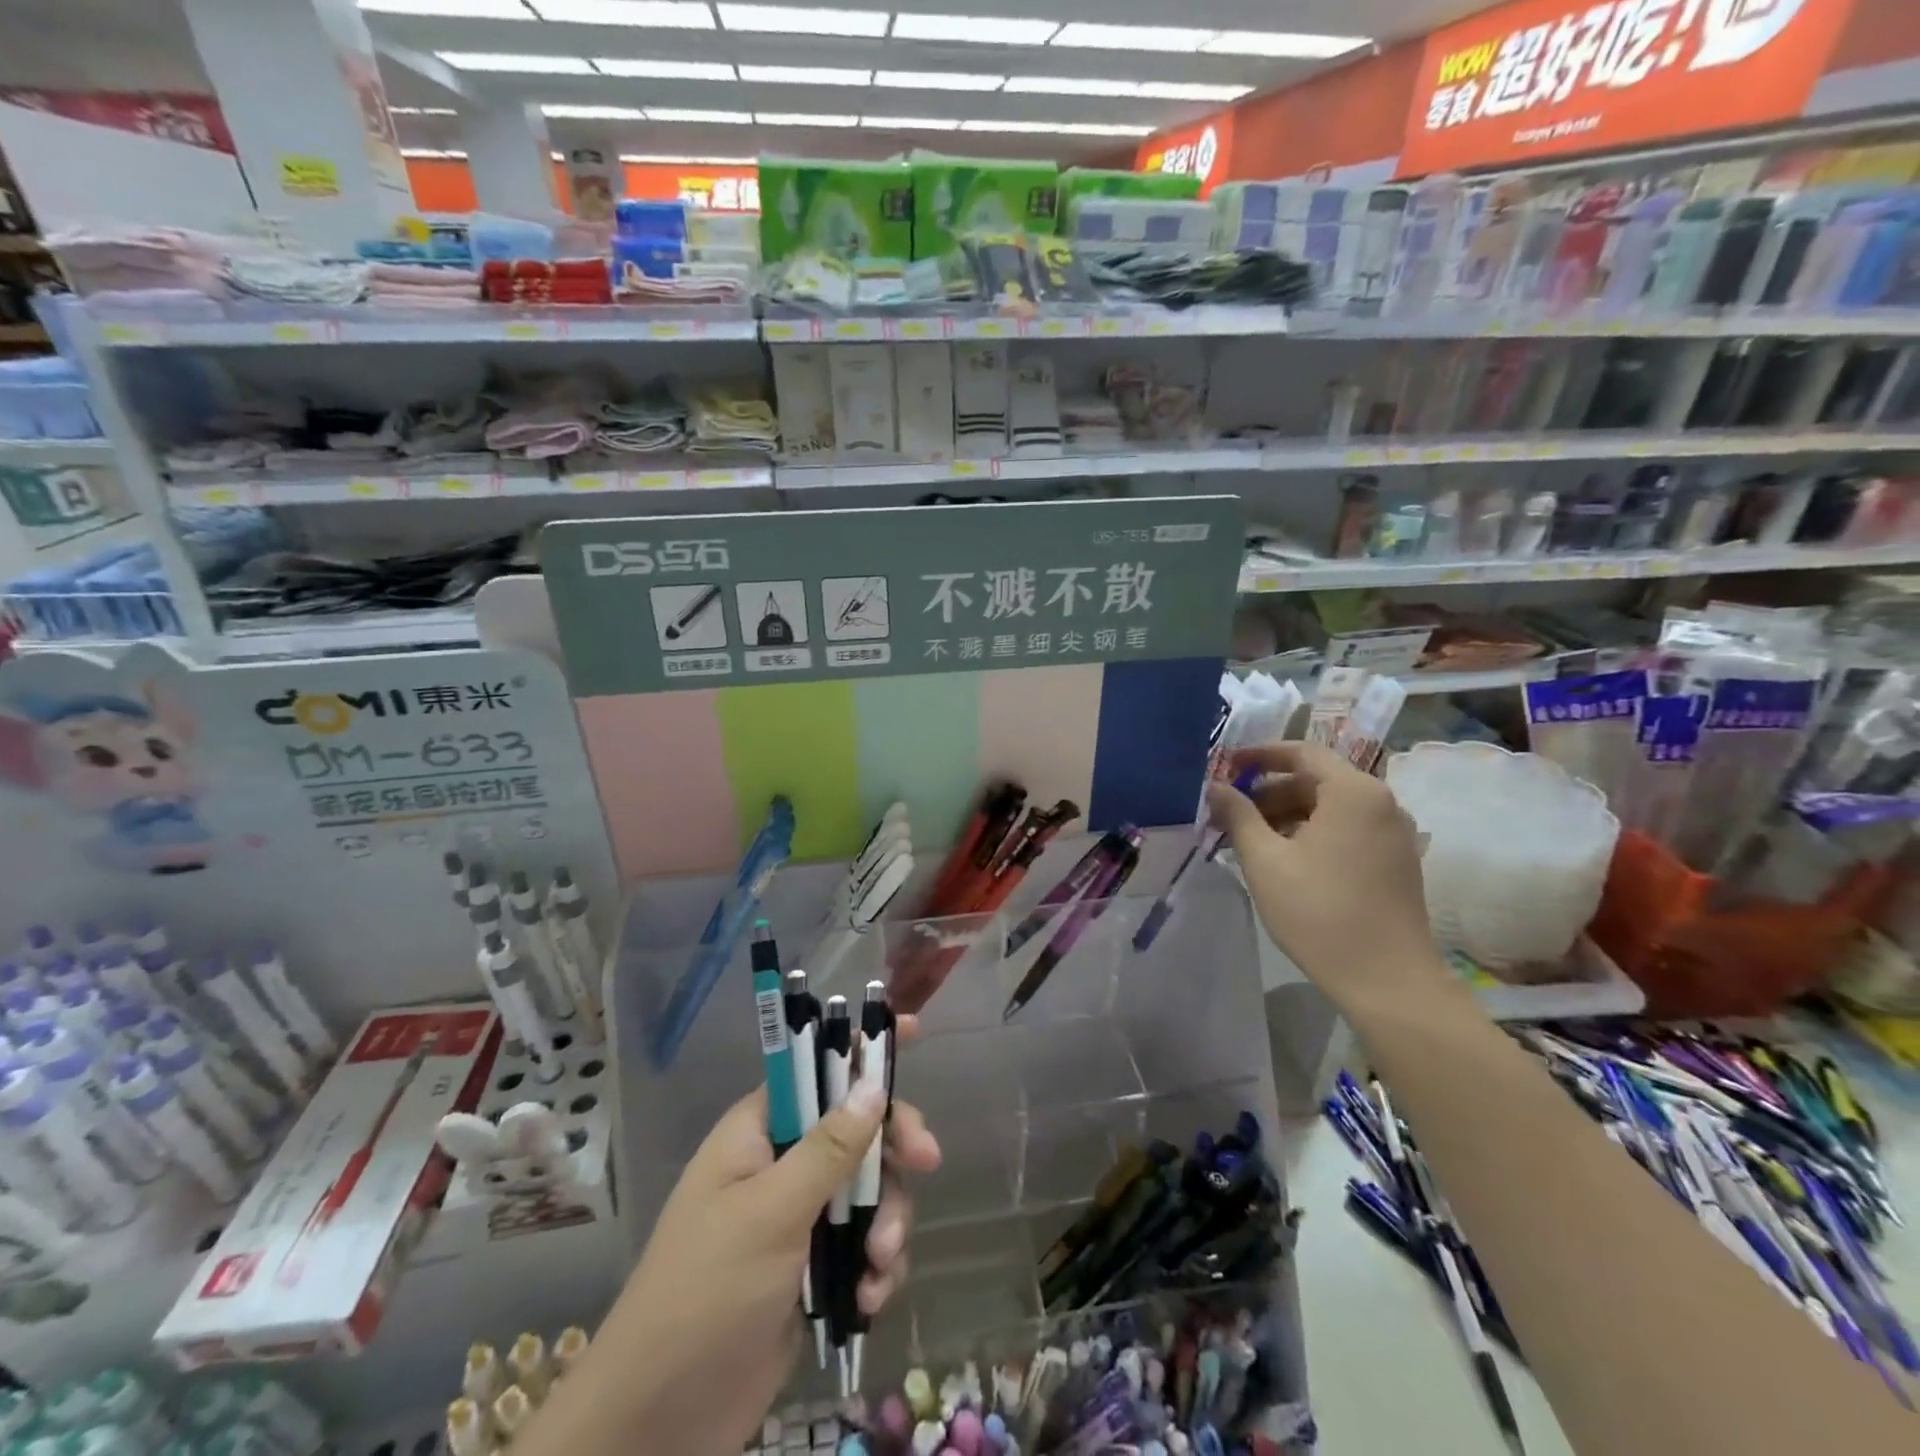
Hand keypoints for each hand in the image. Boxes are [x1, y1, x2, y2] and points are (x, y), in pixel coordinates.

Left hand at [525, 1019, 940, 1455]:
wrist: (660, 1424)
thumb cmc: (706, 1295)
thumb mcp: (771, 1213)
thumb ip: (828, 1148)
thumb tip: (873, 1084)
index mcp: (758, 1132)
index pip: (814, 1067)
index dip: (860, 1047)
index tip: (912, 1032)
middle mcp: (780, 1164)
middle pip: (856, 1128)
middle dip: (891, 1148)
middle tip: (926, 1160)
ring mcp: (799, 1218)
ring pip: (869, 1189)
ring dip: (886, 1222)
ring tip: (880, 1265)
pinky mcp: (815, 1269)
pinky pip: (865, 1243)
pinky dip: (877, 1266)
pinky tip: (870, 1298)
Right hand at [1208, 742, 1450, 1013]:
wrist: (1387, 980)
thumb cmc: (1320, 912)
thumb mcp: (1265, 860)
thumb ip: (1238, 815)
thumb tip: (1215, 786)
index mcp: (1354, 792)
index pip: (1302, 752)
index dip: (1260, 754)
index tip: (1226, 765)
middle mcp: (1381, 802)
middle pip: (1317, 780)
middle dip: (1269, 792)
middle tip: (1229, 812)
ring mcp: (1393, 833)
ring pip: (1331, 807)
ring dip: (1288, 815)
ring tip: (1249, 840)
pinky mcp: (1396, 860)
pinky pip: (1347, 829)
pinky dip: (1312, 832)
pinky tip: (1283, 859)